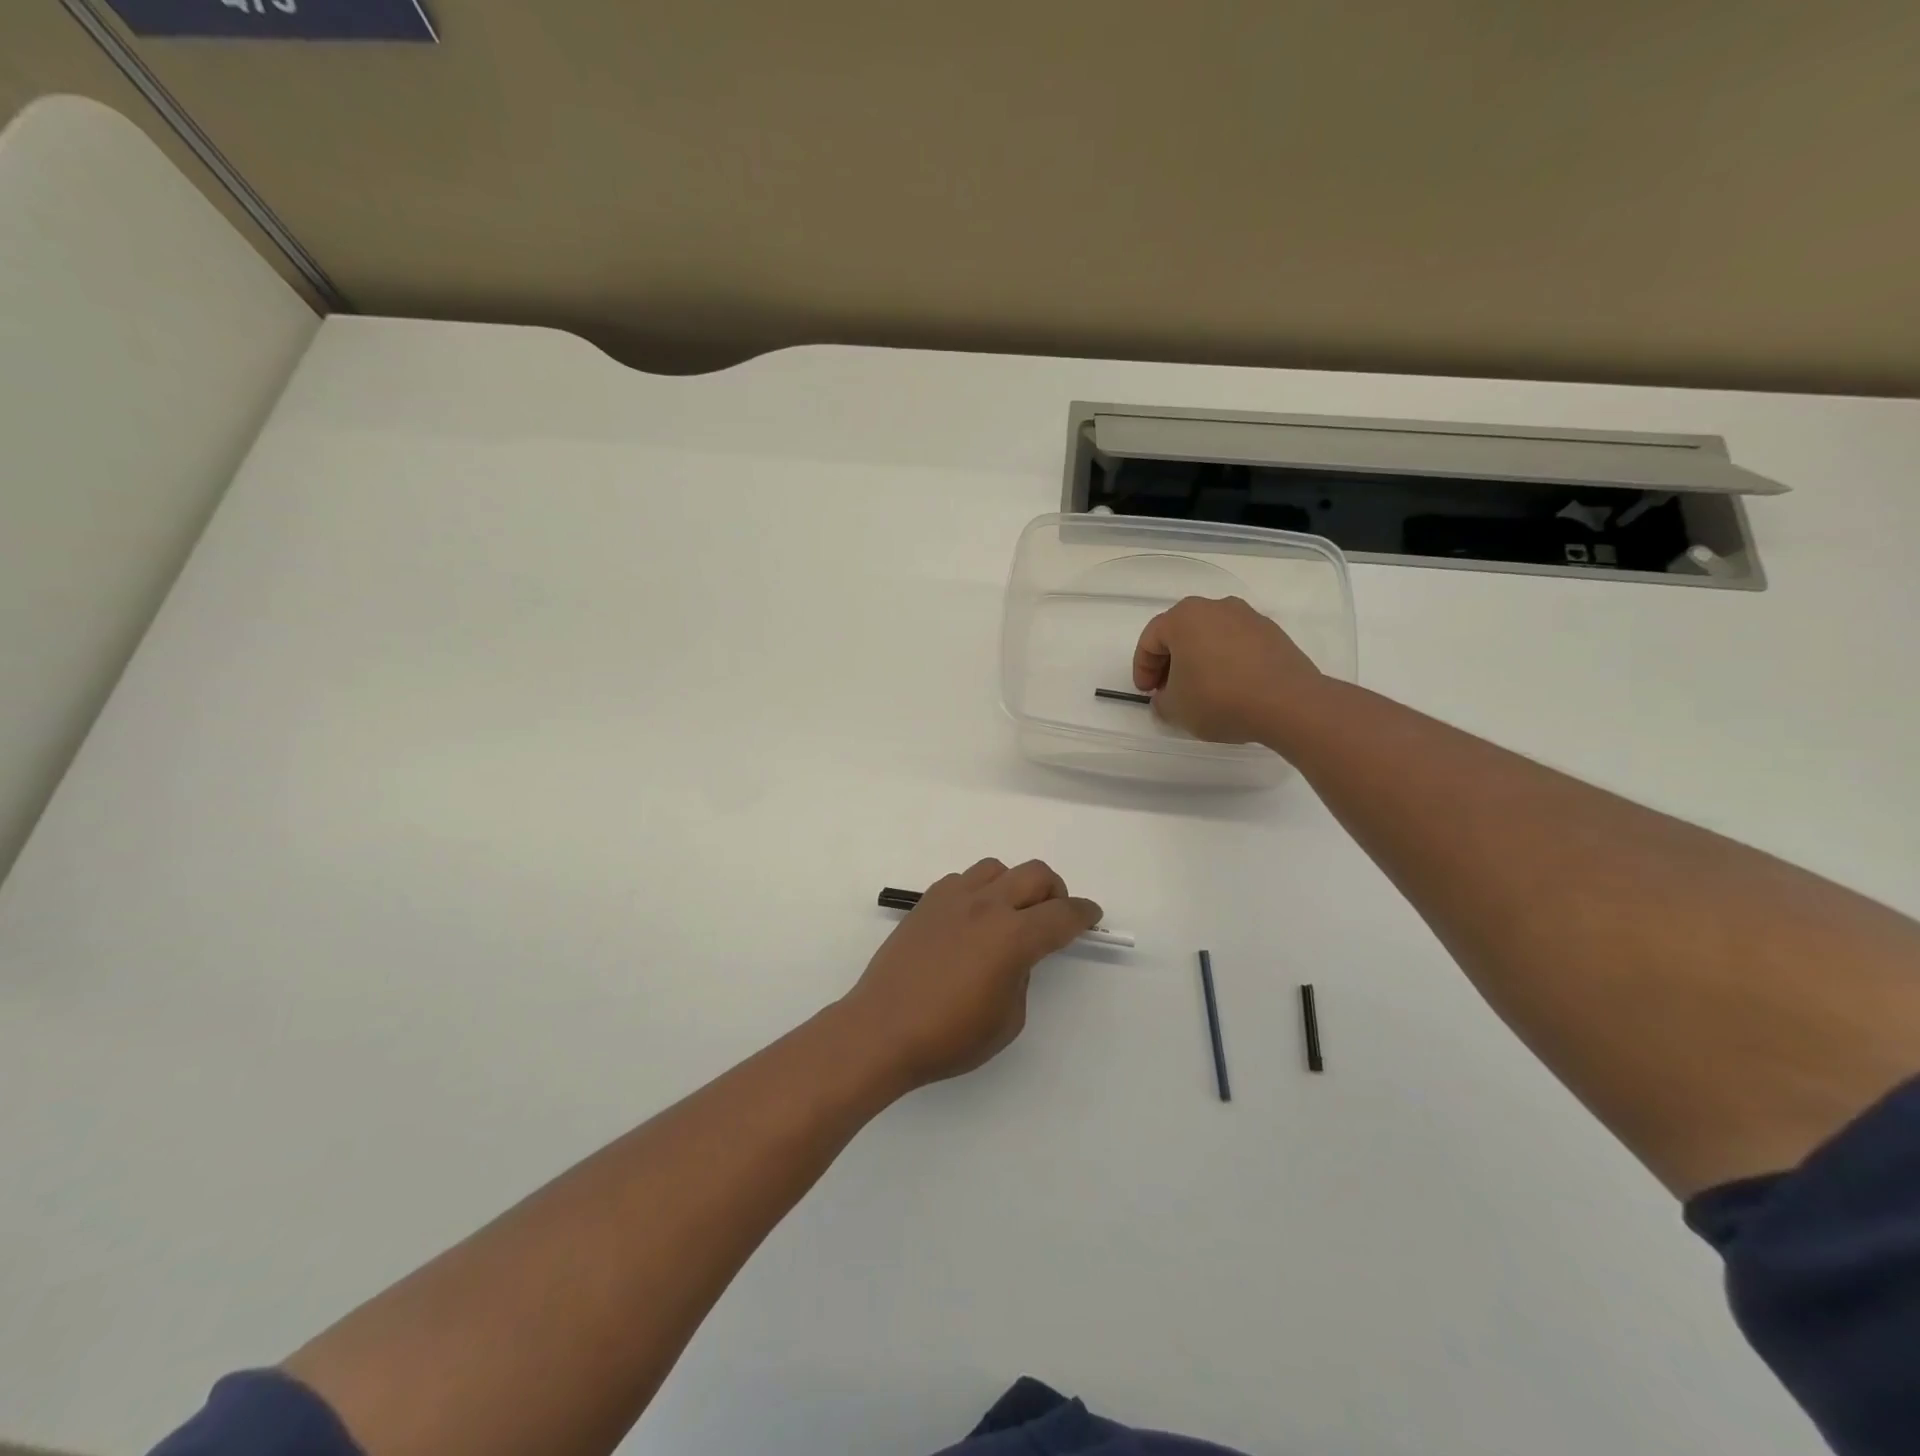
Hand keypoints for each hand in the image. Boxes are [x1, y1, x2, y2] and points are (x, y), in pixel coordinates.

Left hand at [839, 859, 1101, 1089]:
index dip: (1084, 914)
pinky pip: (964, 880)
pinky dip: (980, 890)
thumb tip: (1014, 957)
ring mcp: (953, 899)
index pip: (1062, 915)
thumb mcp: (1007, 1020)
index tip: (1092, 916)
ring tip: (1011, 912)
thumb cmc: (948, 1036)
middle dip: (1055, 890)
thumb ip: (1021, 978)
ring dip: (1015, 884)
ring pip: (997, 868)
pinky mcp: (926, 902)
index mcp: (1013, 937)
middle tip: (1055, 914)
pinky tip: (972, 918)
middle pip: (1035, 875)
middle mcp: (987, 906)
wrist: (881, 1029)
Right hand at [1133, 595, 1323, 743]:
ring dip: (1199, 660)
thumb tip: (1167, 697)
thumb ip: (1161, 701)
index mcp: (1184, 617)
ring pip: (1210, 636)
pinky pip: (1236, 644)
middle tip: (1169, 691)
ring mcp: (1248, 617)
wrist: (1289, 703)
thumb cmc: (1219, 699)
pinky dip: (1226, 661)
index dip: (1142, 669)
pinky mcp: (1272, 633)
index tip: (1147, 694)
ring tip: (1201, 691)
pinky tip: (1230, 688)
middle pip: (1181, 633)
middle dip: (1170, 662)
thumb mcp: (1175, 709)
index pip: (1150, 640)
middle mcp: (1215, 607)